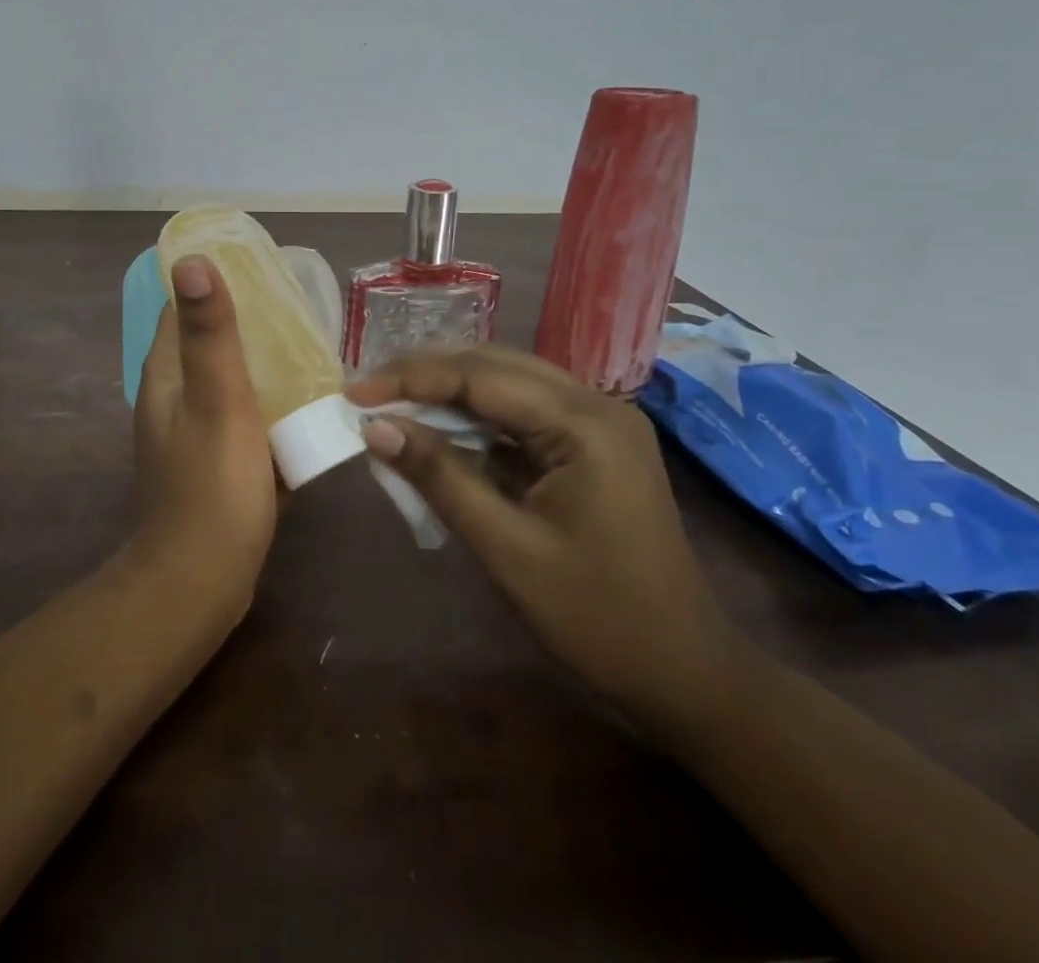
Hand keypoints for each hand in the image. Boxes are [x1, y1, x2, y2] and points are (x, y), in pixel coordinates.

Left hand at [132, 256, 276, 594]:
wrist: (201, 580)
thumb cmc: (212, 485)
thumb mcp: (218, 399)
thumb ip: (208, 332)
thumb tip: (192, 260)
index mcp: (165, 374)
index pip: (181, 307)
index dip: (217, 282)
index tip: (263, 270)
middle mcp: (172, 396)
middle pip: (210, 342)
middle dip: (251, 324)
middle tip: (302, 312)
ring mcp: (192, 432)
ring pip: (231, 382)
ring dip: (264, 366)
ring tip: (314, 352)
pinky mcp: (215, 462)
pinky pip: (244, 419)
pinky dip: (268, 407)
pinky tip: (306, 408)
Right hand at [348, 346, 741, 730]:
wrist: (683, 672)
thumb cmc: (597, 617)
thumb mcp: (506, 548)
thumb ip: (440, 477)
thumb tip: (375, 427)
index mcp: (585, 423)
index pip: (481, 376)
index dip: (411, 378)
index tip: (354, 390)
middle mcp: (595, 404)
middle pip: (494, 365)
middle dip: (426, 373)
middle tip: (366, 389)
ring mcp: (597, 422)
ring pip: (506, 383)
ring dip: (447, 390)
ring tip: (390, 400)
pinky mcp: (590, 444)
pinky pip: (521, 412)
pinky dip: (474, 417)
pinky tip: (438, 427)